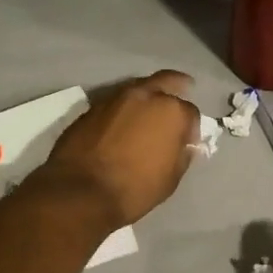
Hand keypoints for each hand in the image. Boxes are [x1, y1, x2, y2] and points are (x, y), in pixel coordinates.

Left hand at [39, 71, 199, 230]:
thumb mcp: (171, 178)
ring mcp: (114, 98)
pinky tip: (122, 123)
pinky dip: (122, 110)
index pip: (191, 111)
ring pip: (137, 88)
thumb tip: (183, 145)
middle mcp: (144, 95)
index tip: (187, 141)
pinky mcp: (91, 107)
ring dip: (146, 97)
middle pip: (166, 81)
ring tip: (147, 112)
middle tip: (180, 92)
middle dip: (175, 86)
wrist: (80, 192)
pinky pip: (115, 103)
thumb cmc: (134, 188)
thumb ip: (182, 155)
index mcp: (171, 111)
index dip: (192, 127)